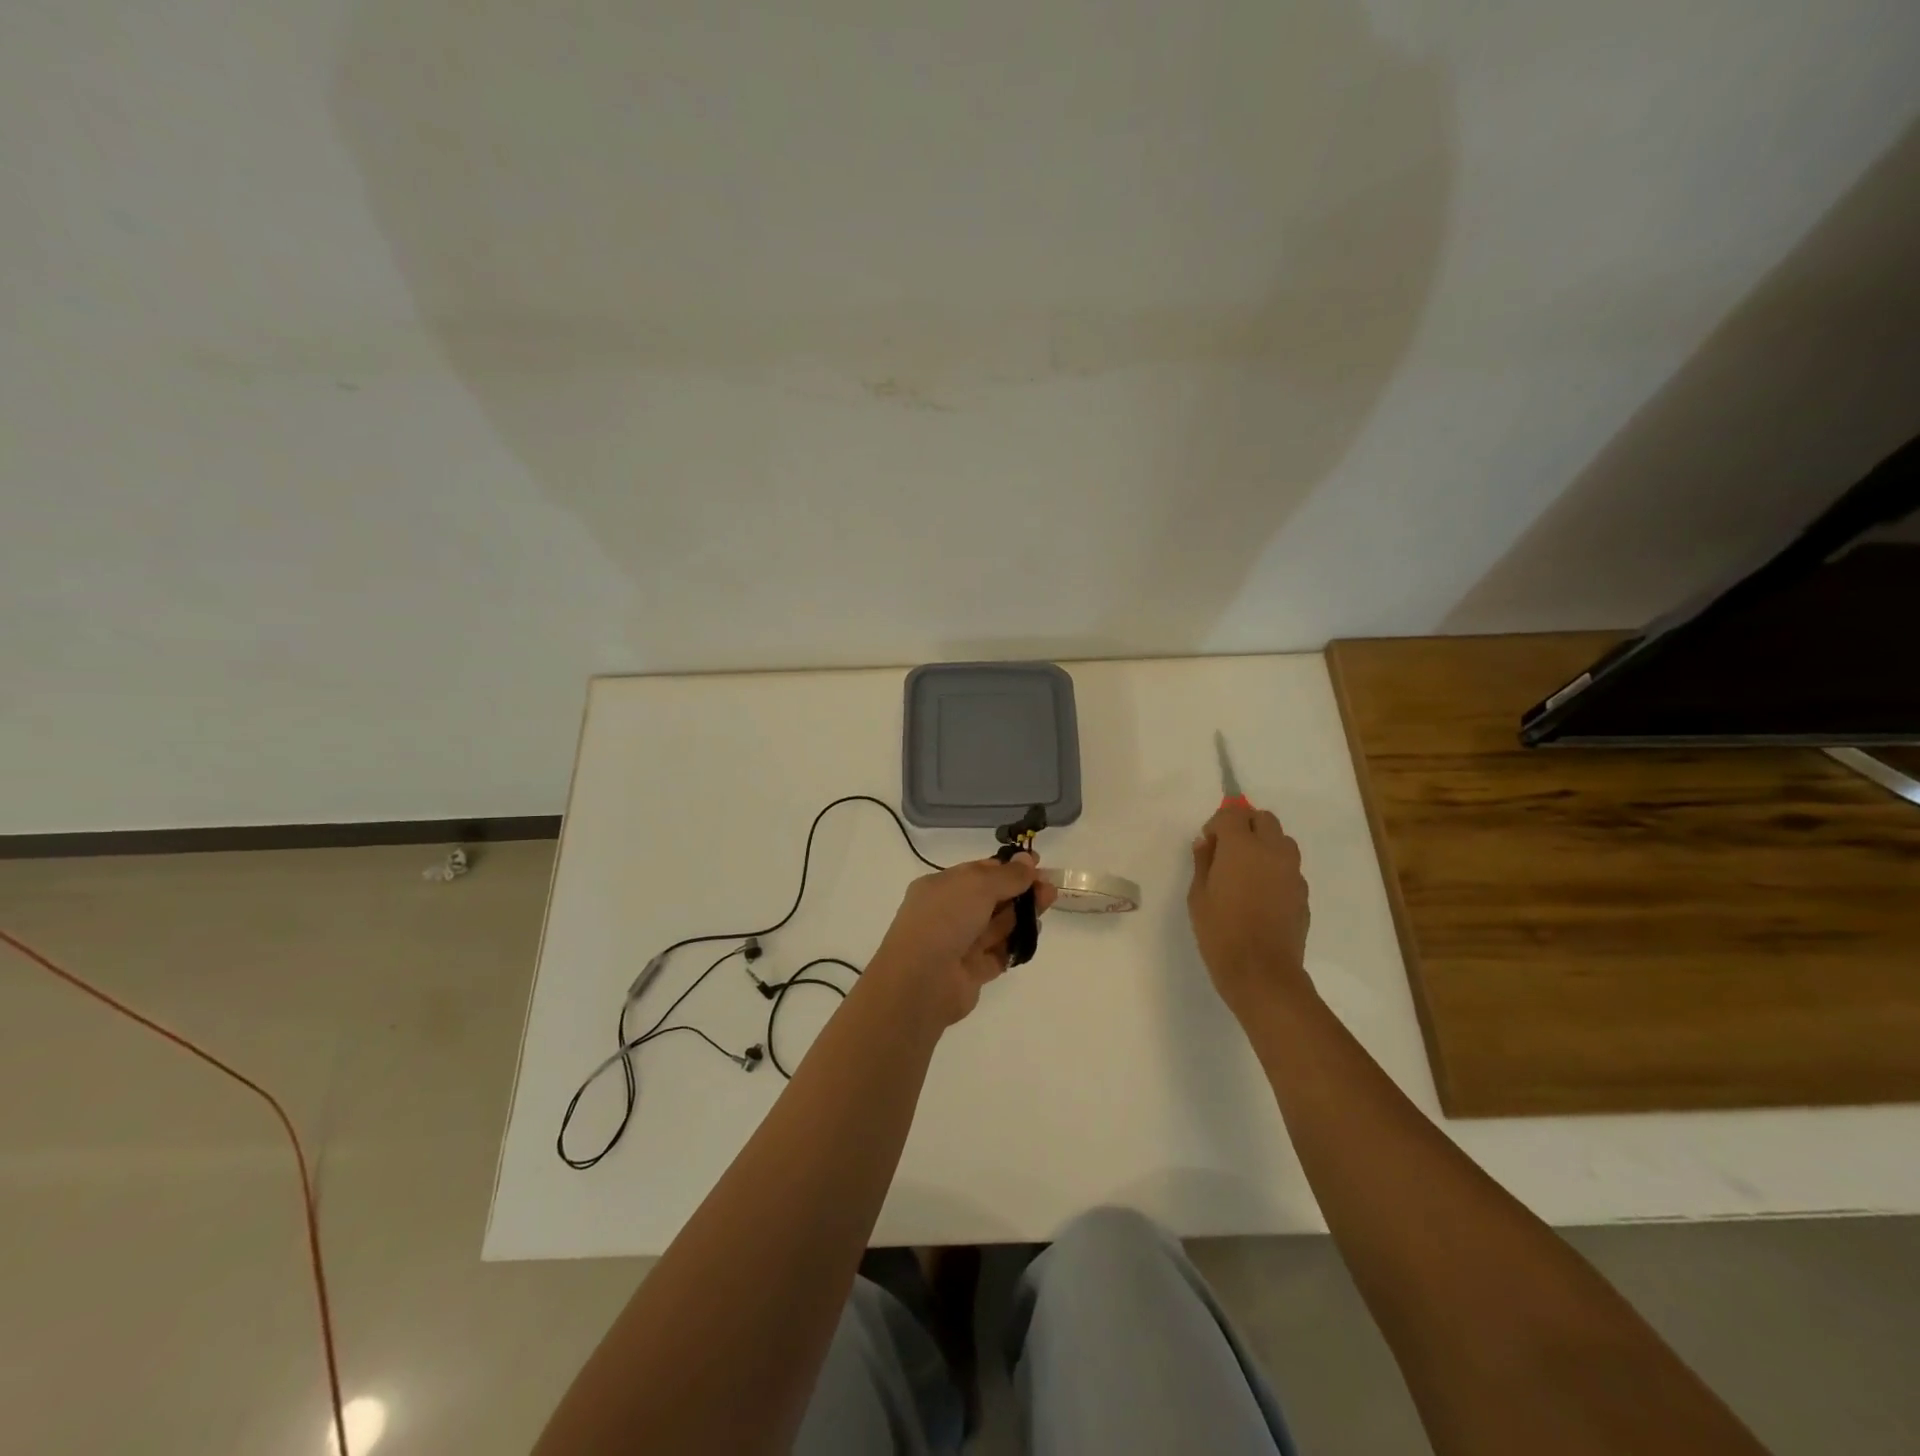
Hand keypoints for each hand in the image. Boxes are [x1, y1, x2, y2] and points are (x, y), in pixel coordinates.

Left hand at [870, 854, 1057, 1027]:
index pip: (978, 872)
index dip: (1008, 867)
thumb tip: (1027, 859)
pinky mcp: (972, 971)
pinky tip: (1034, 933)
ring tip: (1049, 903)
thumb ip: (1007, 875)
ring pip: (997, 925)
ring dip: (1022, 914)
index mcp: (940, 887)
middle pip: (991, 898)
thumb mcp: (977, 885)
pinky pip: (999, 953)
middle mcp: (948, 913)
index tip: (1036, 864)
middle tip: (1049, 887)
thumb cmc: (945, 920)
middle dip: (1020, 890)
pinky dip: (1016, 943)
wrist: (922, 980)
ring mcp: (959, 943)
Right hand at [1187, 804, 1312, 1018]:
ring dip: (1264, 843)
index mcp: (1241, 847)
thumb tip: (1206, 843)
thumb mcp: (1198, 896)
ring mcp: (1292, 872)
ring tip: (1247, 870)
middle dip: (1245, 825)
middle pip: (1263, 819)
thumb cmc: (1220, 932)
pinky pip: (1289, 867)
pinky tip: (1261, 894)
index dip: (1217, 824)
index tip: (1207, 844)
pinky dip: (1275, 868)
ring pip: (1282, 840)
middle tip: (1227, 850)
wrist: (1262, 972)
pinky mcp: (1303, 893)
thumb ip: (1203, 862)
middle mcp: (1272, 851)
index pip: (1232, 814)